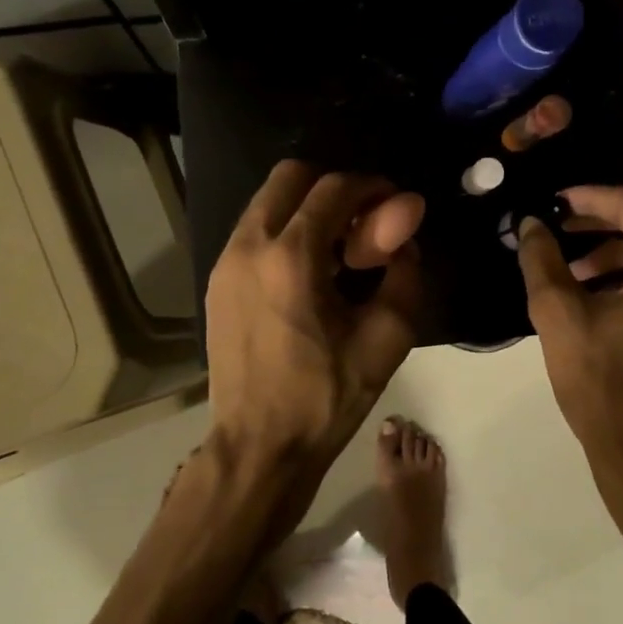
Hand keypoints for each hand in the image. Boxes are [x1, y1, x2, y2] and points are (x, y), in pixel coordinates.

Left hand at [205, 161, 423, 510]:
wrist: (259, 447)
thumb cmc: (327, 397)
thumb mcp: (386, 338)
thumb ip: (404, 271)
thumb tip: (406, 225)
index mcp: (291, 257)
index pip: (334, 188)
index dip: (372, 187)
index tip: (396, 207)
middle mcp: (249, 246)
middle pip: (291, 176)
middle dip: (334, 187)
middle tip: (365, 223)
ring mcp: (225, 262)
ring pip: (268, 201)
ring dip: (308, 208)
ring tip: (340, 251)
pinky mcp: (216, 282)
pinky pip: (254, 231)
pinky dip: (286, 231)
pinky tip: (310, 271)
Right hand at [517, 186, 622, 470]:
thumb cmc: (602, 383)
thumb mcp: (560, 316)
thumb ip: (542, 259)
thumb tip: (531, 223)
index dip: (589, 197)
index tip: (553, 202)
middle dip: (599, 226)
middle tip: (556, 230)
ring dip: (614, 255)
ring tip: (569, 269)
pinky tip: (596, 293)